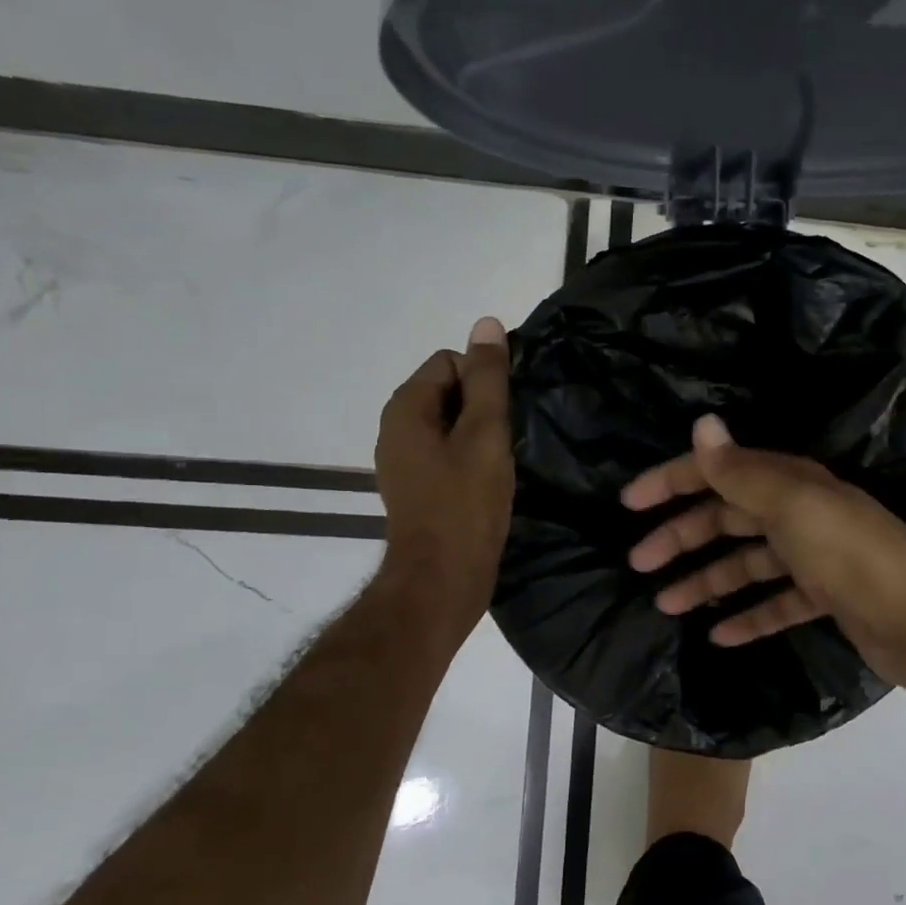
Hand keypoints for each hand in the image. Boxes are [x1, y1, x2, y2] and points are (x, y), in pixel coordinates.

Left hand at [375, 317, 514, 639]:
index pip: (450, 362)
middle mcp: (396, 429)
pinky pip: (448, 453)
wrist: (442, 581)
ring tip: (505, 460)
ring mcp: (405, 462)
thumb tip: (487, 323)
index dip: (484, 379)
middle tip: (509, 439)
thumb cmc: (465, 504)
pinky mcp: (418, 488)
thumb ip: (488, 379)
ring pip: (451, 425)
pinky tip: (491, 481)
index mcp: (406, 408)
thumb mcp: (484, 434)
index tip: (508, 412)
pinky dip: (471, 458)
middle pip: (449, 392)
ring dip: (480, 434)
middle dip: (483, 407)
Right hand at [622, 415, 905, 724]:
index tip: (629, 502)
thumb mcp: (792, 508)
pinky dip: (748, 616)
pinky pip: (776, 603)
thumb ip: (742, 472)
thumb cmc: (852, 555)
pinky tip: (719, 635)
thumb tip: (702, 423)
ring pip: (747, 565)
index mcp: (789, 484)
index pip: (718, 472)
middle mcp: (800, 513)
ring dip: (707, 581)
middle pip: (727, 519)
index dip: (672, 481)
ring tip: (666, 604)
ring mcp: (814, 558)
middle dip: (682, 538)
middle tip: (639, 564)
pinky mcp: (827, 598)